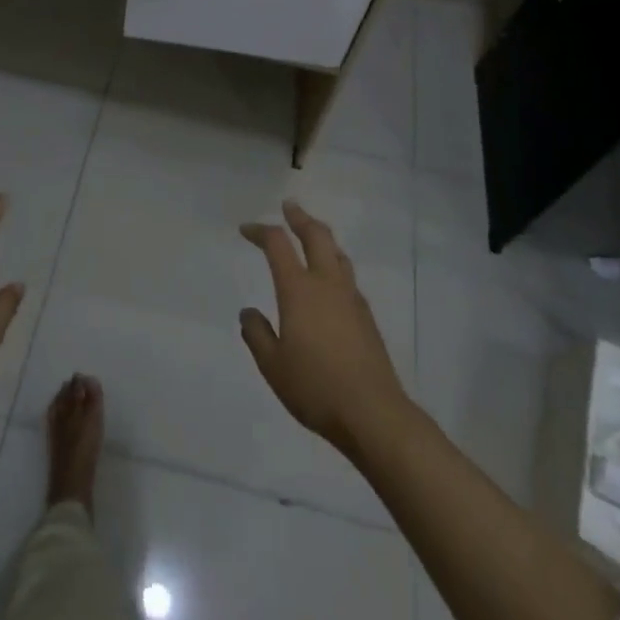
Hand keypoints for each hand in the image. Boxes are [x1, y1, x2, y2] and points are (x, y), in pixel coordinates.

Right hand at [239, 200, 408, 456]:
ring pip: (337, 253)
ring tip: (311, 236)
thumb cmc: (315, 387)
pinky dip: (334, 264)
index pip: (277, 244)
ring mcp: (351, 299)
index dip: (260, 231)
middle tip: (289, 206)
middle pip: (316, 236)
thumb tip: (249, 312)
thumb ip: (257, 334)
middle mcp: (327, 284)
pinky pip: (347, 277)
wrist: (373, 413)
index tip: (246, 229)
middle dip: (300, 217)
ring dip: (321, 238)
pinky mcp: (367, 317)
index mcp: (299, 290)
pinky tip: (329, 281)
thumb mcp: (272, 365)